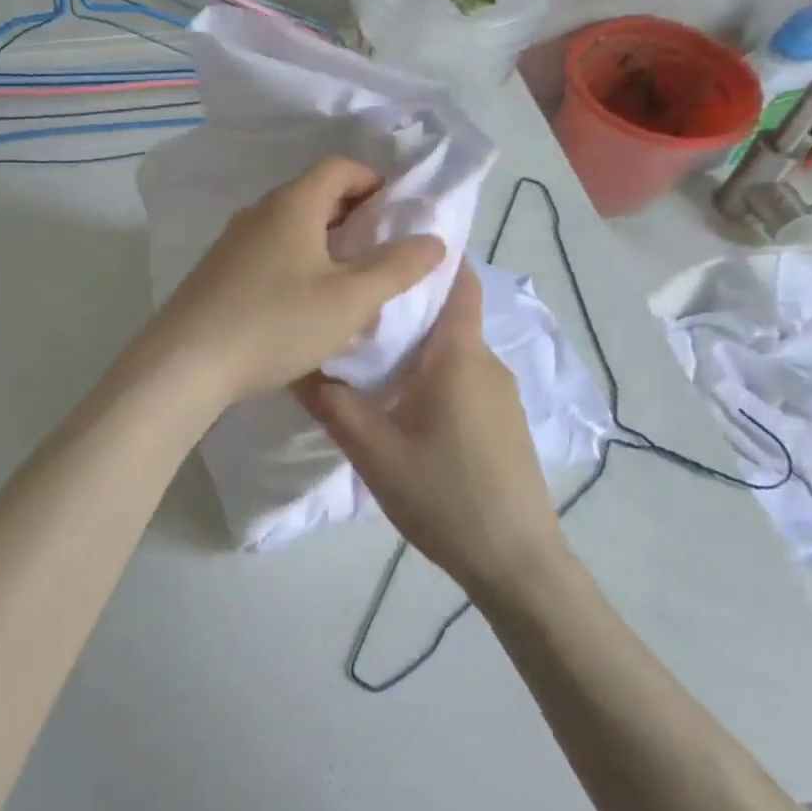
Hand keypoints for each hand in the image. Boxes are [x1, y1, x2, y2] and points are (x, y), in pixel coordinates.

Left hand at [143, 156, 445, 406]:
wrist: (186, 363)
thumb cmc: (275, 323)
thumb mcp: (349, 299)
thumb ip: (396, 268)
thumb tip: (434, 240)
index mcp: (292, 203)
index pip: (340, 167)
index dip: (375, 182)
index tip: (398, 214)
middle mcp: (258, 211)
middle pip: (314, 194)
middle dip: (354, 215)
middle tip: (382, 250)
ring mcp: (232, 241)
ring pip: (290, 226)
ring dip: (325, 242)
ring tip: (350, 279)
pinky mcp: (217, 271)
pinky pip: (268, 250)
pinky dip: (297, 261)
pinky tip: (304, 302)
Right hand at [293, 264, 565, 598]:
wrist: (516, 562)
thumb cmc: (443, 494)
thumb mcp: (372, 450)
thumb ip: (331, 403)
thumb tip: (295, 363)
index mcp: (459, 355)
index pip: (457, 279)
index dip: (427, 256)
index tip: (384, 247)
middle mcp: (487, 362)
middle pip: (449, 313)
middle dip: (407, 302)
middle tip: (356, 305)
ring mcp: (502, 393)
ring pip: (454, 349)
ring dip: (418, 344)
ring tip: (369, 354)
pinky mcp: (504, 421)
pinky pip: (465, 377)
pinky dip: (434, 372)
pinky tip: (403, 401)